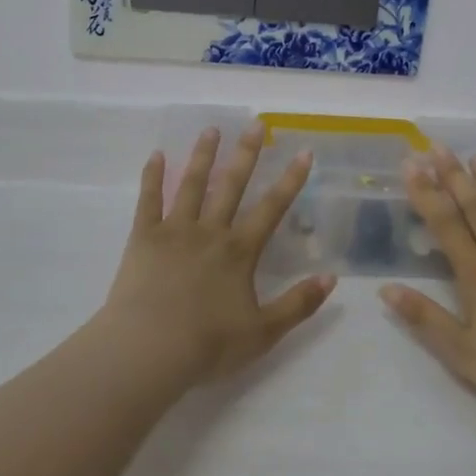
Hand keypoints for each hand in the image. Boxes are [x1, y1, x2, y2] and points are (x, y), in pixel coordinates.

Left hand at [101, 124, 336, 383]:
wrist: (149, 351)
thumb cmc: (208, 345)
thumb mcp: (263, 332)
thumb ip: (299, 304)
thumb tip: (332, 278)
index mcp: (239, 252)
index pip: (272, 208)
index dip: (290, 180)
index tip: (303, 152)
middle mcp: (210, 232)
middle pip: (232, 185)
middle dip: (247, 153)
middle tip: (256, 124)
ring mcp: (175, 231)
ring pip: (192, 185)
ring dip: (203, 155)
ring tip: (211, 129)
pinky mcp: (143, 239)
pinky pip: (148, 201)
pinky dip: (152, 177)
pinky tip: (156, 155)